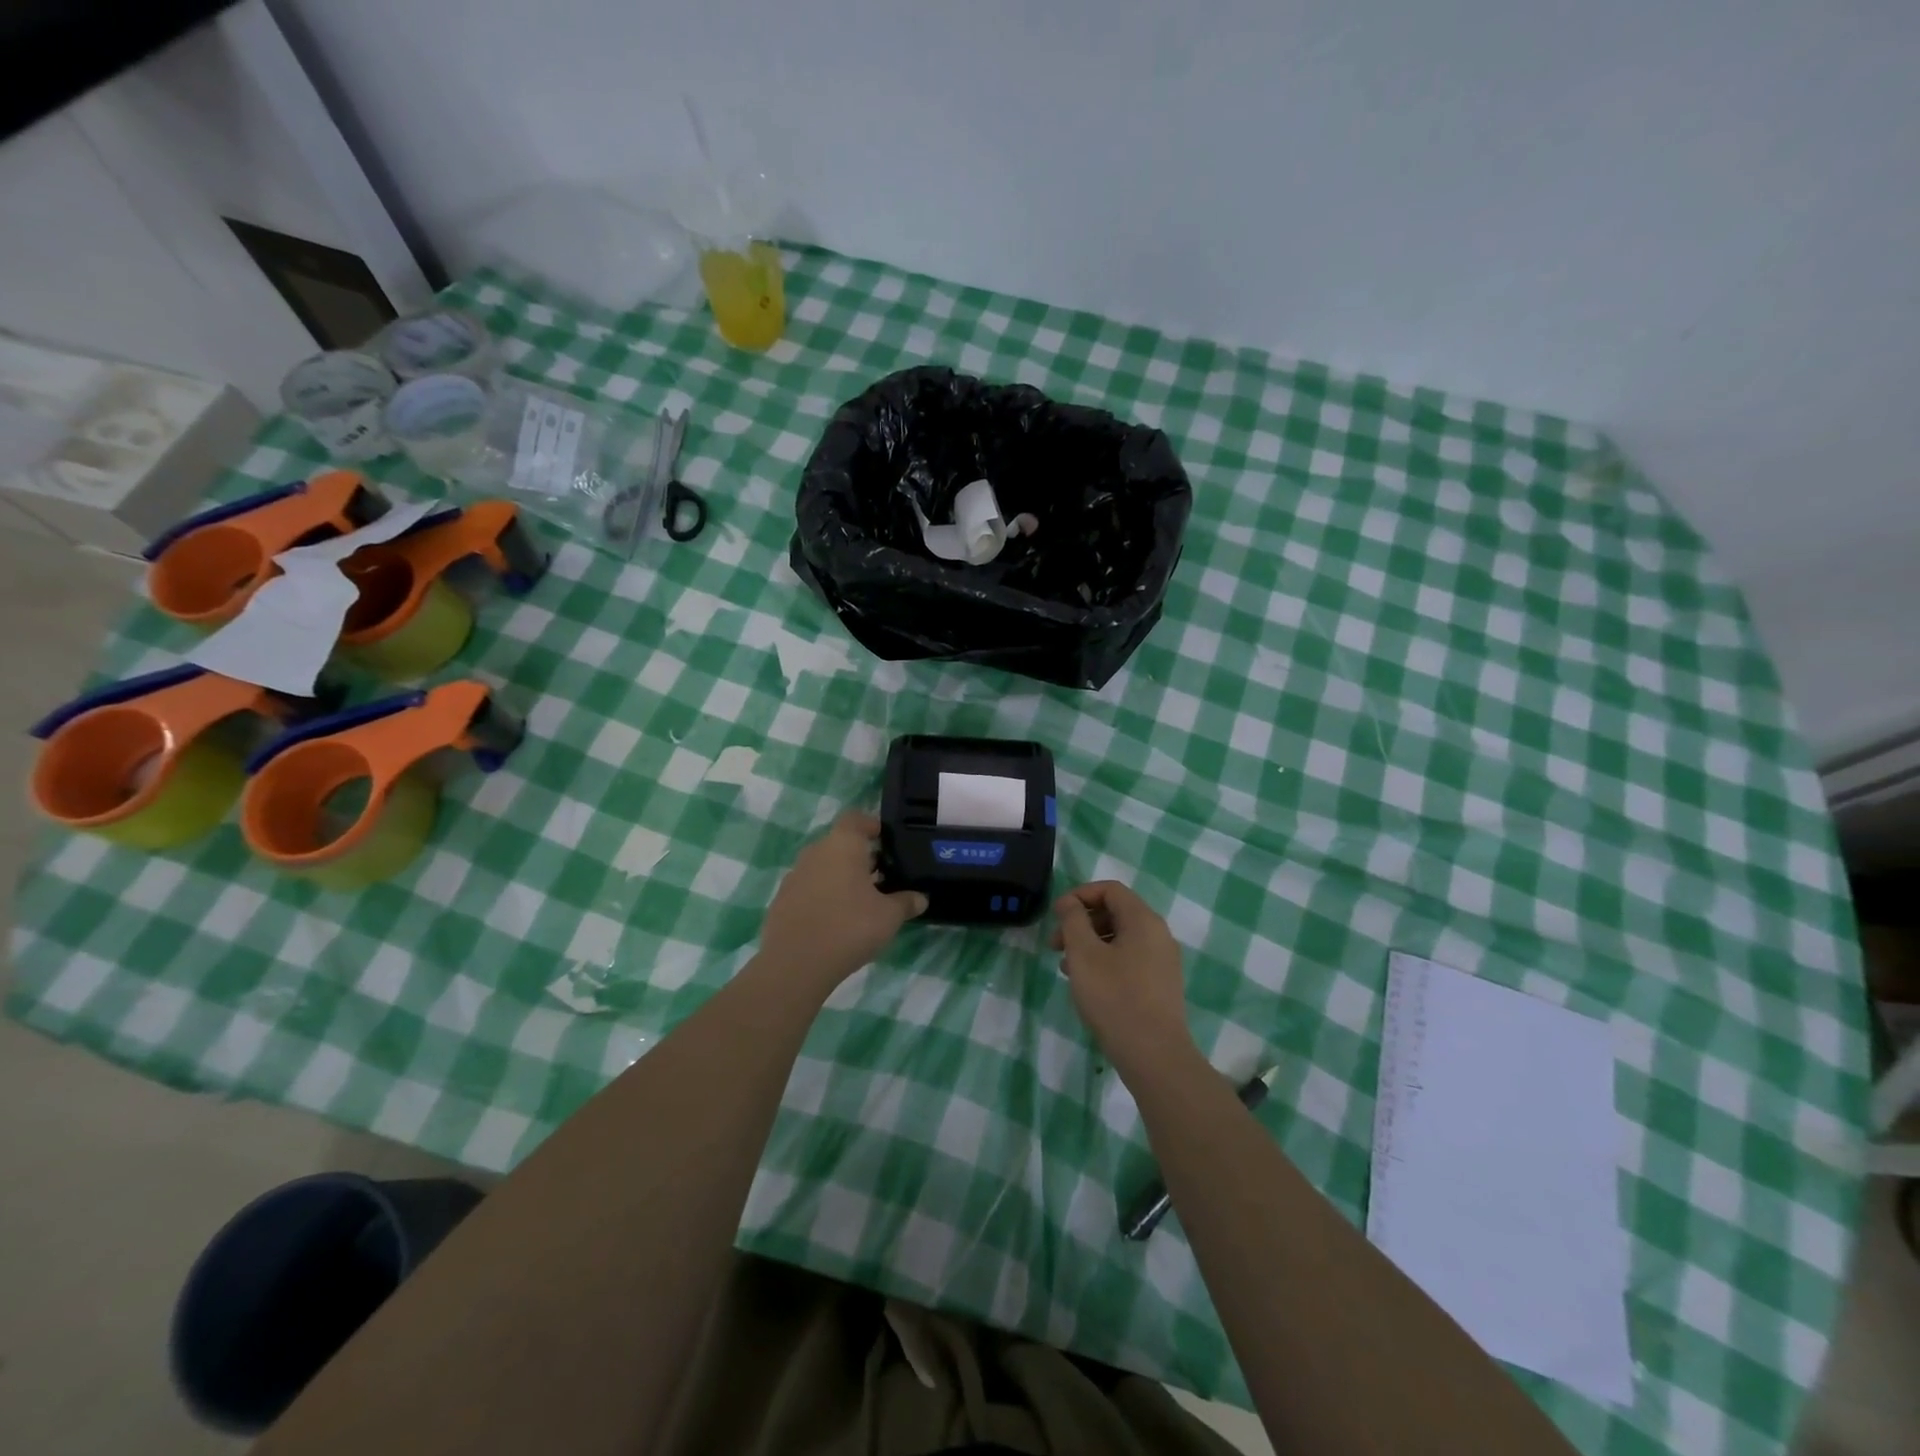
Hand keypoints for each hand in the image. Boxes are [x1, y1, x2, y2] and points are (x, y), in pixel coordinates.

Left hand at [759, 810, 926, 992]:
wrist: (795, 964)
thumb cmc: (849, 927)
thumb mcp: (889, 916)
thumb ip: (906, 902)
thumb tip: (920, 898)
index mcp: (842, 844)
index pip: (856, 819)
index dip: (872, 825)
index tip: (886, 841)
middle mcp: (815, 852)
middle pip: (839, 843)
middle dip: (860, 856)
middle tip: (881, 876)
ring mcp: (795, 875)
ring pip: (823, 866)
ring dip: (840, 877)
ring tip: (860, 900)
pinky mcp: (782, 900)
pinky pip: (808, 888)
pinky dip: (823, 896)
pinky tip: (835, 920)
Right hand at [1051, 881, 1194, 1074]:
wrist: (1154, 1055)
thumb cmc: (1114, 997)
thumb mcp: (1084, 954)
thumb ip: (1073, 920)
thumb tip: (1070, 903)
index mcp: (1143, 919)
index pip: (1110, 889)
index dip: (1079, 895)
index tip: (1056, 915)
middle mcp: (1158, 934)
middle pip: (1115, 912)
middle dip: (1081, 922)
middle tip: (1055, 945)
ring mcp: (1163, 961)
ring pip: (1120, 938)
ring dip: (1090, 944)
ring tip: (1066, 968)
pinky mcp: (1161, 985)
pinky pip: (1129, 959)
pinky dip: (1105, 961)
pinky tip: (1088, 985)